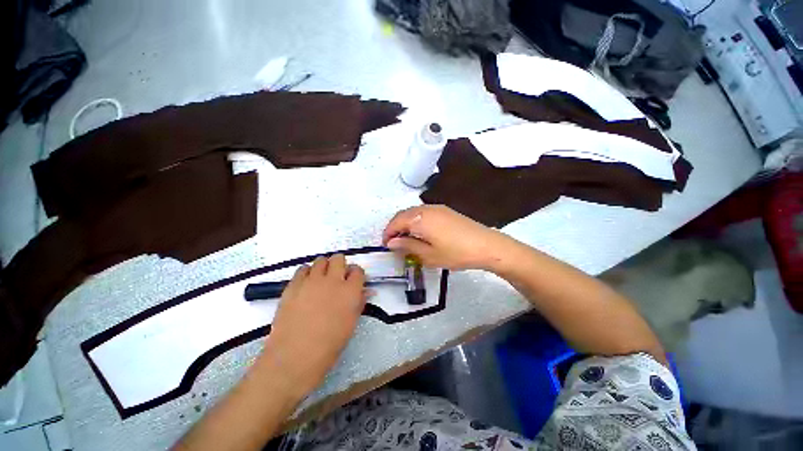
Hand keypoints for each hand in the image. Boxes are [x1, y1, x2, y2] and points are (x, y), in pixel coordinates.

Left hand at [257, 255, 365, 396]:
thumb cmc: (328, 346)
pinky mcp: (293, 285)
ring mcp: (311, 281)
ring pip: (321, 260)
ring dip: (324, 267)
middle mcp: (333, 281)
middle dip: (340, 265)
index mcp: (350, 291)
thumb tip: (366, 291)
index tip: (352, 281)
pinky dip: (307, 273)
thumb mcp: (350, 324)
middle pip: (339, 258)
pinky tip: (306, 285)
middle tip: (337, 277)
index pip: (358, 270)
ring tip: (320, 280)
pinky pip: (302, 269)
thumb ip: (359, 303)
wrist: (294, 358)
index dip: (356, 274)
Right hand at [382, 205, 510, 270]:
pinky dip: (416, 221)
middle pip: (403, 215)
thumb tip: (391, 243)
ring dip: (405, 224)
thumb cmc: (455, 252)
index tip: (386, 245)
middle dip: (395, 228)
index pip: (396, 222)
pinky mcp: (445, 210)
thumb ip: (407, 246)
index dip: (388, 233)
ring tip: (406, 239)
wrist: (486, 245)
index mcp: (419, 219)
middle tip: (394, 243)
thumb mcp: (428, 255)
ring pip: (413, 213)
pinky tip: (421, 233)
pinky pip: (423, 213)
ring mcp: (437, 208)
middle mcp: (425, 209)